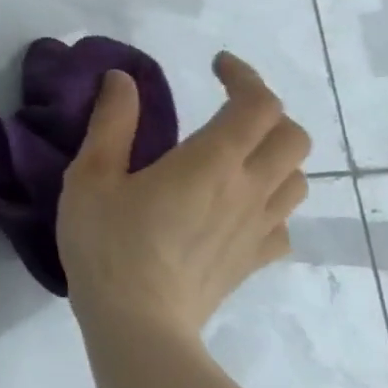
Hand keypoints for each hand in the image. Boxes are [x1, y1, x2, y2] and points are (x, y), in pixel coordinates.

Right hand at [56, 51, 309, 337]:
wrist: (137, 322)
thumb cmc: (107, 243)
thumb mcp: (91, 175)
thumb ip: (111, 123)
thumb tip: (122, 79)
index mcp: (211, 162)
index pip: (257, 104)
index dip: (244, 75)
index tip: (215, 65)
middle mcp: (248, 189)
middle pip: (291, 136)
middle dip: (264, 110)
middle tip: (225, 107)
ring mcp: (258, 228)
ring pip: (297, 177)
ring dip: (274, 153)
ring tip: (234, 152)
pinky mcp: (253, 259)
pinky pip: (283, 220)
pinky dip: (270, 199)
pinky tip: (236, 205)